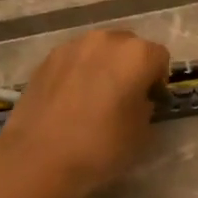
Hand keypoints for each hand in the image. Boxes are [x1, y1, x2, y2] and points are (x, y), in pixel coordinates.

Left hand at [0, 28, 169, 197]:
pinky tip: (71, 99)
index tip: (149, 103)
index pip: (160, 58)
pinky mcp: (48, 58)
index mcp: (137, 54)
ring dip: (104, 66)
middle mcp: (106, 40)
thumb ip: (146, 106)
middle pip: (129, 46)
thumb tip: (137, 98)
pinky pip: (75, 59)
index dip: (157, 81)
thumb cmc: (100, 147)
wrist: (38, 158)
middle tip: (124, 97)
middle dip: (131, 67)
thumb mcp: (142, 133)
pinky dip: (79, 71)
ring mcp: (73, 45)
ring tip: (94, 97)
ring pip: (100, 50)